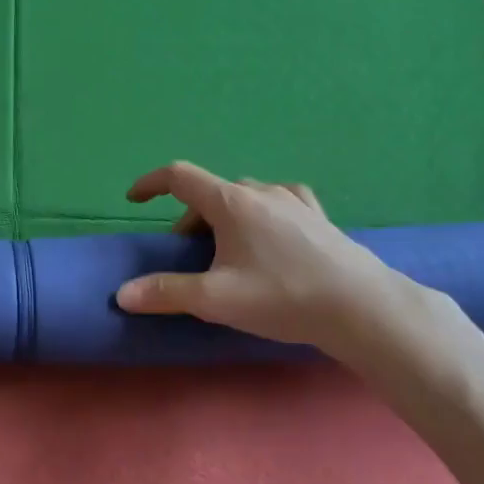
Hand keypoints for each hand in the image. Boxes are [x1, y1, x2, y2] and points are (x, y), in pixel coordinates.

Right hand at [113, 161, 411, 358]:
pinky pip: (277, 202)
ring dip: (223, 218)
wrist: (361, 307)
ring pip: (243, 198)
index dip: (150, 183)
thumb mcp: (215, 299)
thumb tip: (122, 294)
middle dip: (189, 220)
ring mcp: (294, 201)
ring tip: (226, 253)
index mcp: (230, 203)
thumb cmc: (282, 297)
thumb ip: (166, 293)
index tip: (133, 199)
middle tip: (188, 258)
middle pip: (210, 194)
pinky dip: (259, 213)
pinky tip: (269, 233)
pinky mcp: (318, 217)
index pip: (179, 176)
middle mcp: (260, 192)